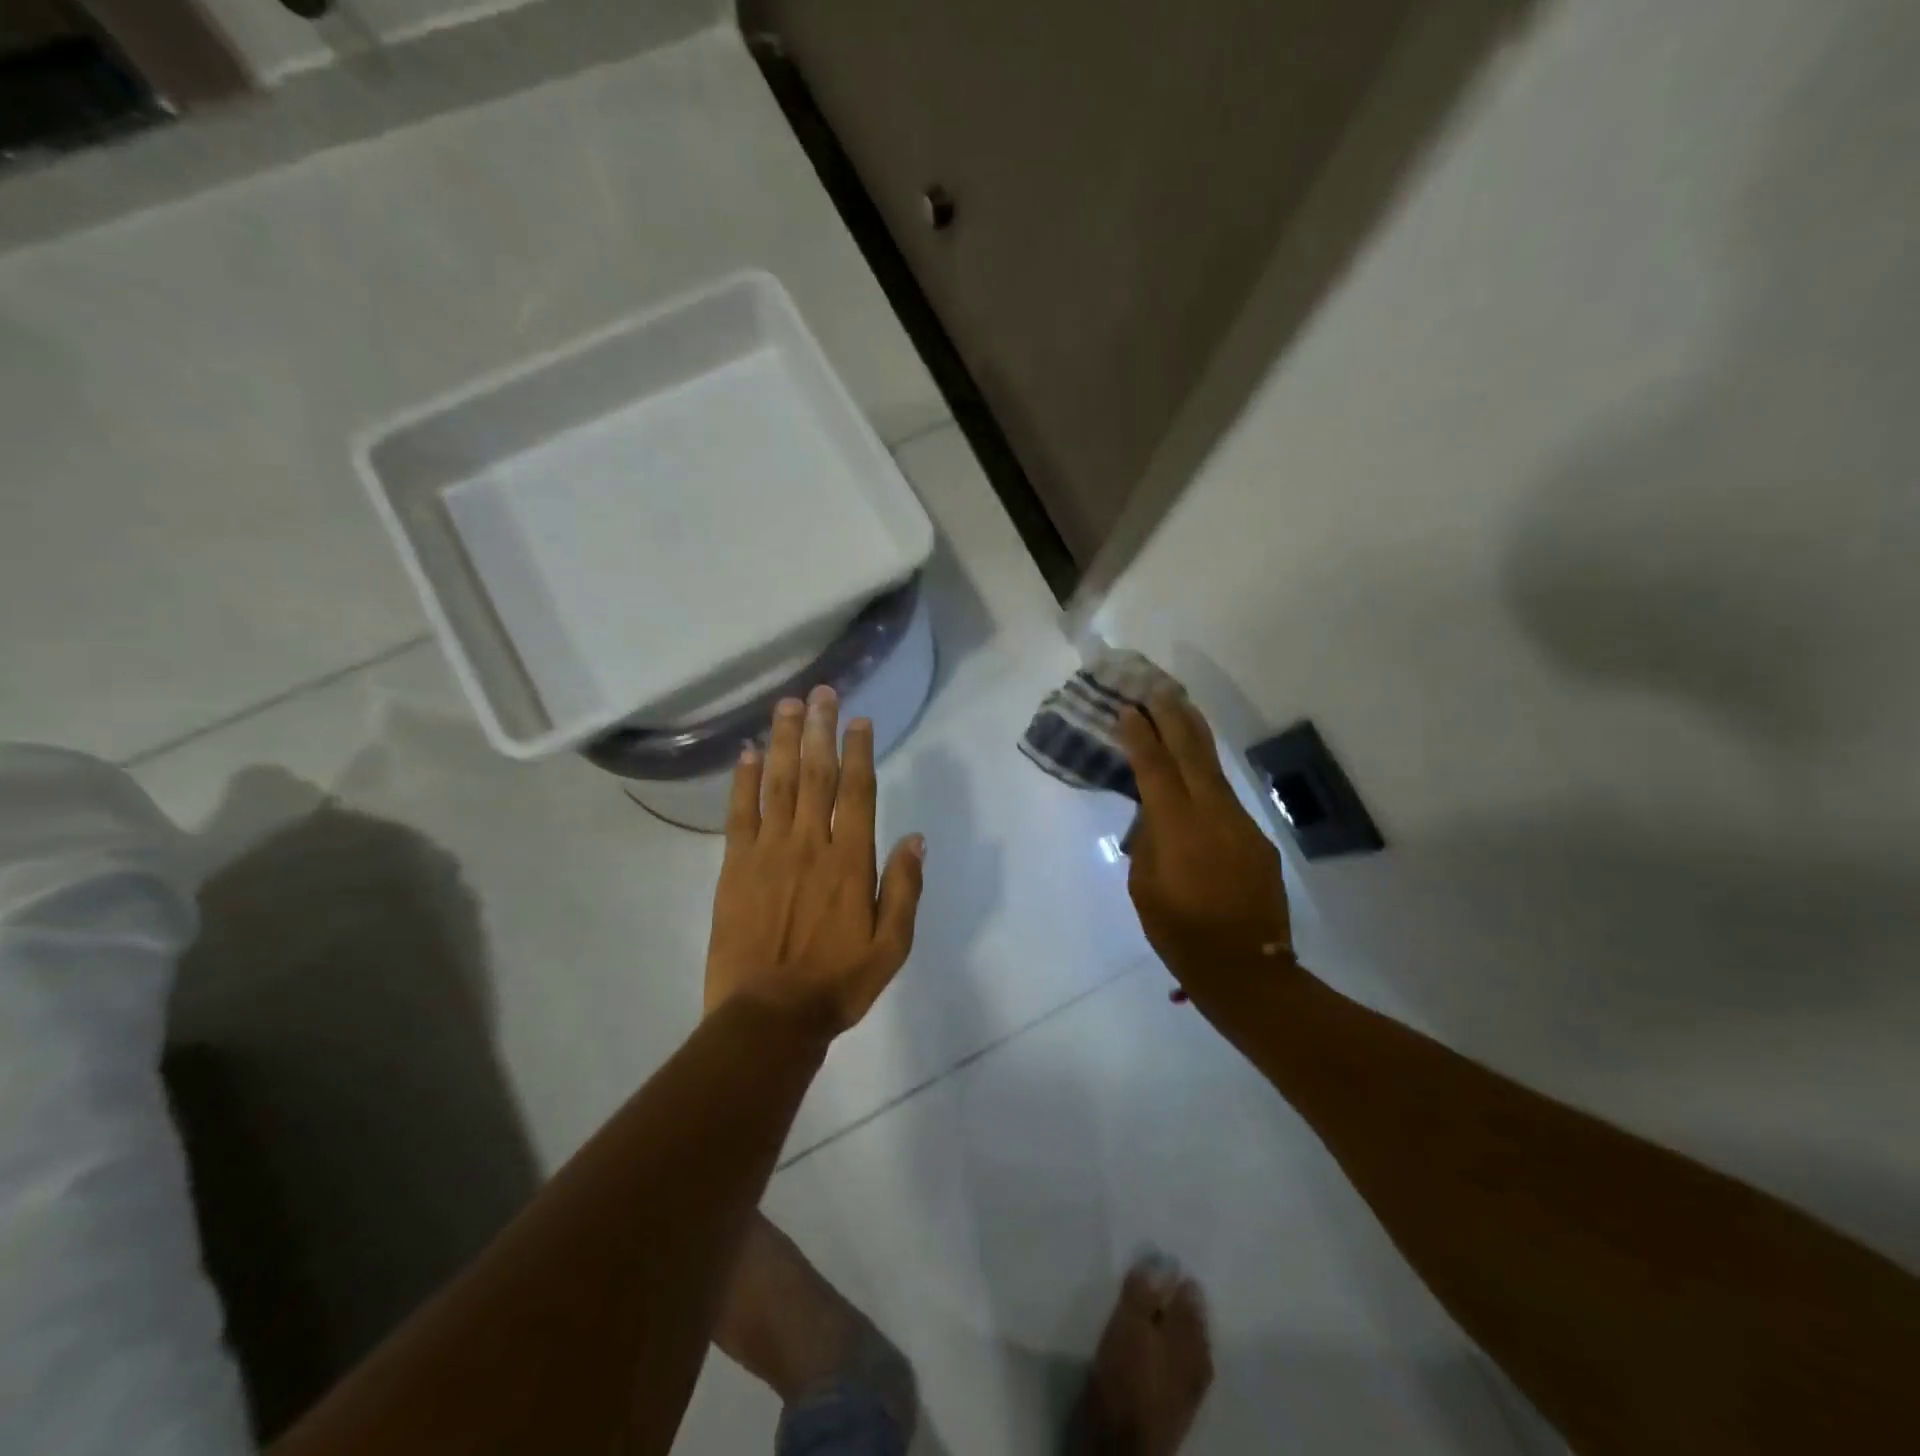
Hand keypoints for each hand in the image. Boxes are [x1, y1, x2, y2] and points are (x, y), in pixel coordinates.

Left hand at [704, 684, 925, 1034]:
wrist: (769, 1017)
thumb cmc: (837, 984)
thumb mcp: (891, 946)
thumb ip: (904, 888)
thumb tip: (916, 838)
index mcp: (851, 861)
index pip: (858, 791)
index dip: (859, 751)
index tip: (860, 720)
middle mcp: (810, 844)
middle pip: (817, 774)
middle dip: (821, 729)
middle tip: (822, 692)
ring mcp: (769, 851)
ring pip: (778, 783)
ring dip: (784, 740)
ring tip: (788, 705)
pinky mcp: (735, 866)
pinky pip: (739, 813)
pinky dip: (744, 780)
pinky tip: (748, 752)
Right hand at [1118, 687, 1293, 991]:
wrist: (1247, 969)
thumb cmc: (1180, 933)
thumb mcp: (1144, 888)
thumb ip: (1148, 843)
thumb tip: (1155, 817)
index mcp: (1177, 828)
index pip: (1155, 769)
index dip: (1139, 737)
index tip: (1127, 709)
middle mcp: (1212, 815)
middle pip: (1191, 753)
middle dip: (1173, 717)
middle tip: (1157, 687)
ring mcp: (1240, 824)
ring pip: (1214, 769)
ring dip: (1195, 737)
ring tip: (1180, 709)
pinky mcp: (1256, 839)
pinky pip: (1226, 798)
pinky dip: (1208, 776)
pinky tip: (1197, 772)